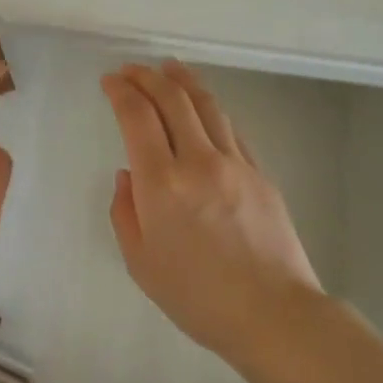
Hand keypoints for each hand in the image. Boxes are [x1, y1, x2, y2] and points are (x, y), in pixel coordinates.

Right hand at [101, 60, 322, 359]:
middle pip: (172, 99)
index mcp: (161, 184)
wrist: (273, 314)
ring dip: (182, 81)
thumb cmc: (197, 297)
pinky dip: (209, 109)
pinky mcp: (260, 173)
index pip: (137, 116)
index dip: (120, 91)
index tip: (109, 80)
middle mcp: (198, 161)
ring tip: (168, 68)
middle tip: (131, 69)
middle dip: (147, 77)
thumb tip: (128, 175)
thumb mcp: (140, 263)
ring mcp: (235, 163)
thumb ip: (125, 211)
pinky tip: (202, 107)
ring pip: (206, 106)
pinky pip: (230, 128)